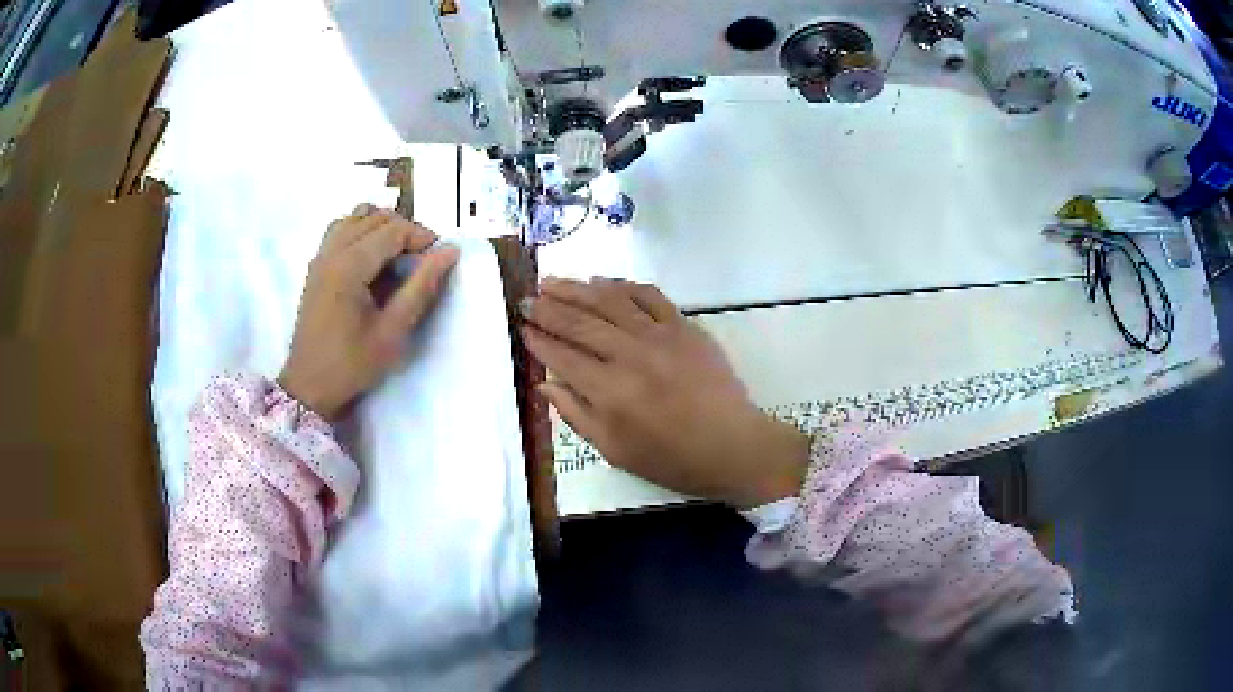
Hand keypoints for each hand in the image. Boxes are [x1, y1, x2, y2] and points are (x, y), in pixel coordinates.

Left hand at [278, 204, 459, 417]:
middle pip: (375, 217)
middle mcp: (332, 251)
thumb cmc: (352, 363)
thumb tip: (450, 251)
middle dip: (404, 230)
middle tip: (422, 260)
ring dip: (381, 226)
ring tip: (397, 255)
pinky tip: (371, 258)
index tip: (439, 259)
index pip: (393, 229)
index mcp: (349, 266)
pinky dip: (361, 231)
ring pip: (355, 217)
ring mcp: (320, 256)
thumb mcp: (393, 331)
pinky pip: (340, 229)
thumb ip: (421, 287)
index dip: (422, 237)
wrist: (309, 385)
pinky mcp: (316, 266)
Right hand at [521, 277, 809, 508]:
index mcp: (610, 392)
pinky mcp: (684, 326)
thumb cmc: (671, 458)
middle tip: (526, 297)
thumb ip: (576, 415)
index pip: (562, 356)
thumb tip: (545, 384)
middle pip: (579, 323)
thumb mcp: (615, 451)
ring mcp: (660, 335)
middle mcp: (630, 355)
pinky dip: (623, 285)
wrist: (732, 445)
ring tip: (551, 281)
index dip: (538, 340)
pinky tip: (603, 281)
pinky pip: (649, 295)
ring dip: (577, 288)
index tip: (521, 327)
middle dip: (547, 308)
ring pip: (609, 301)